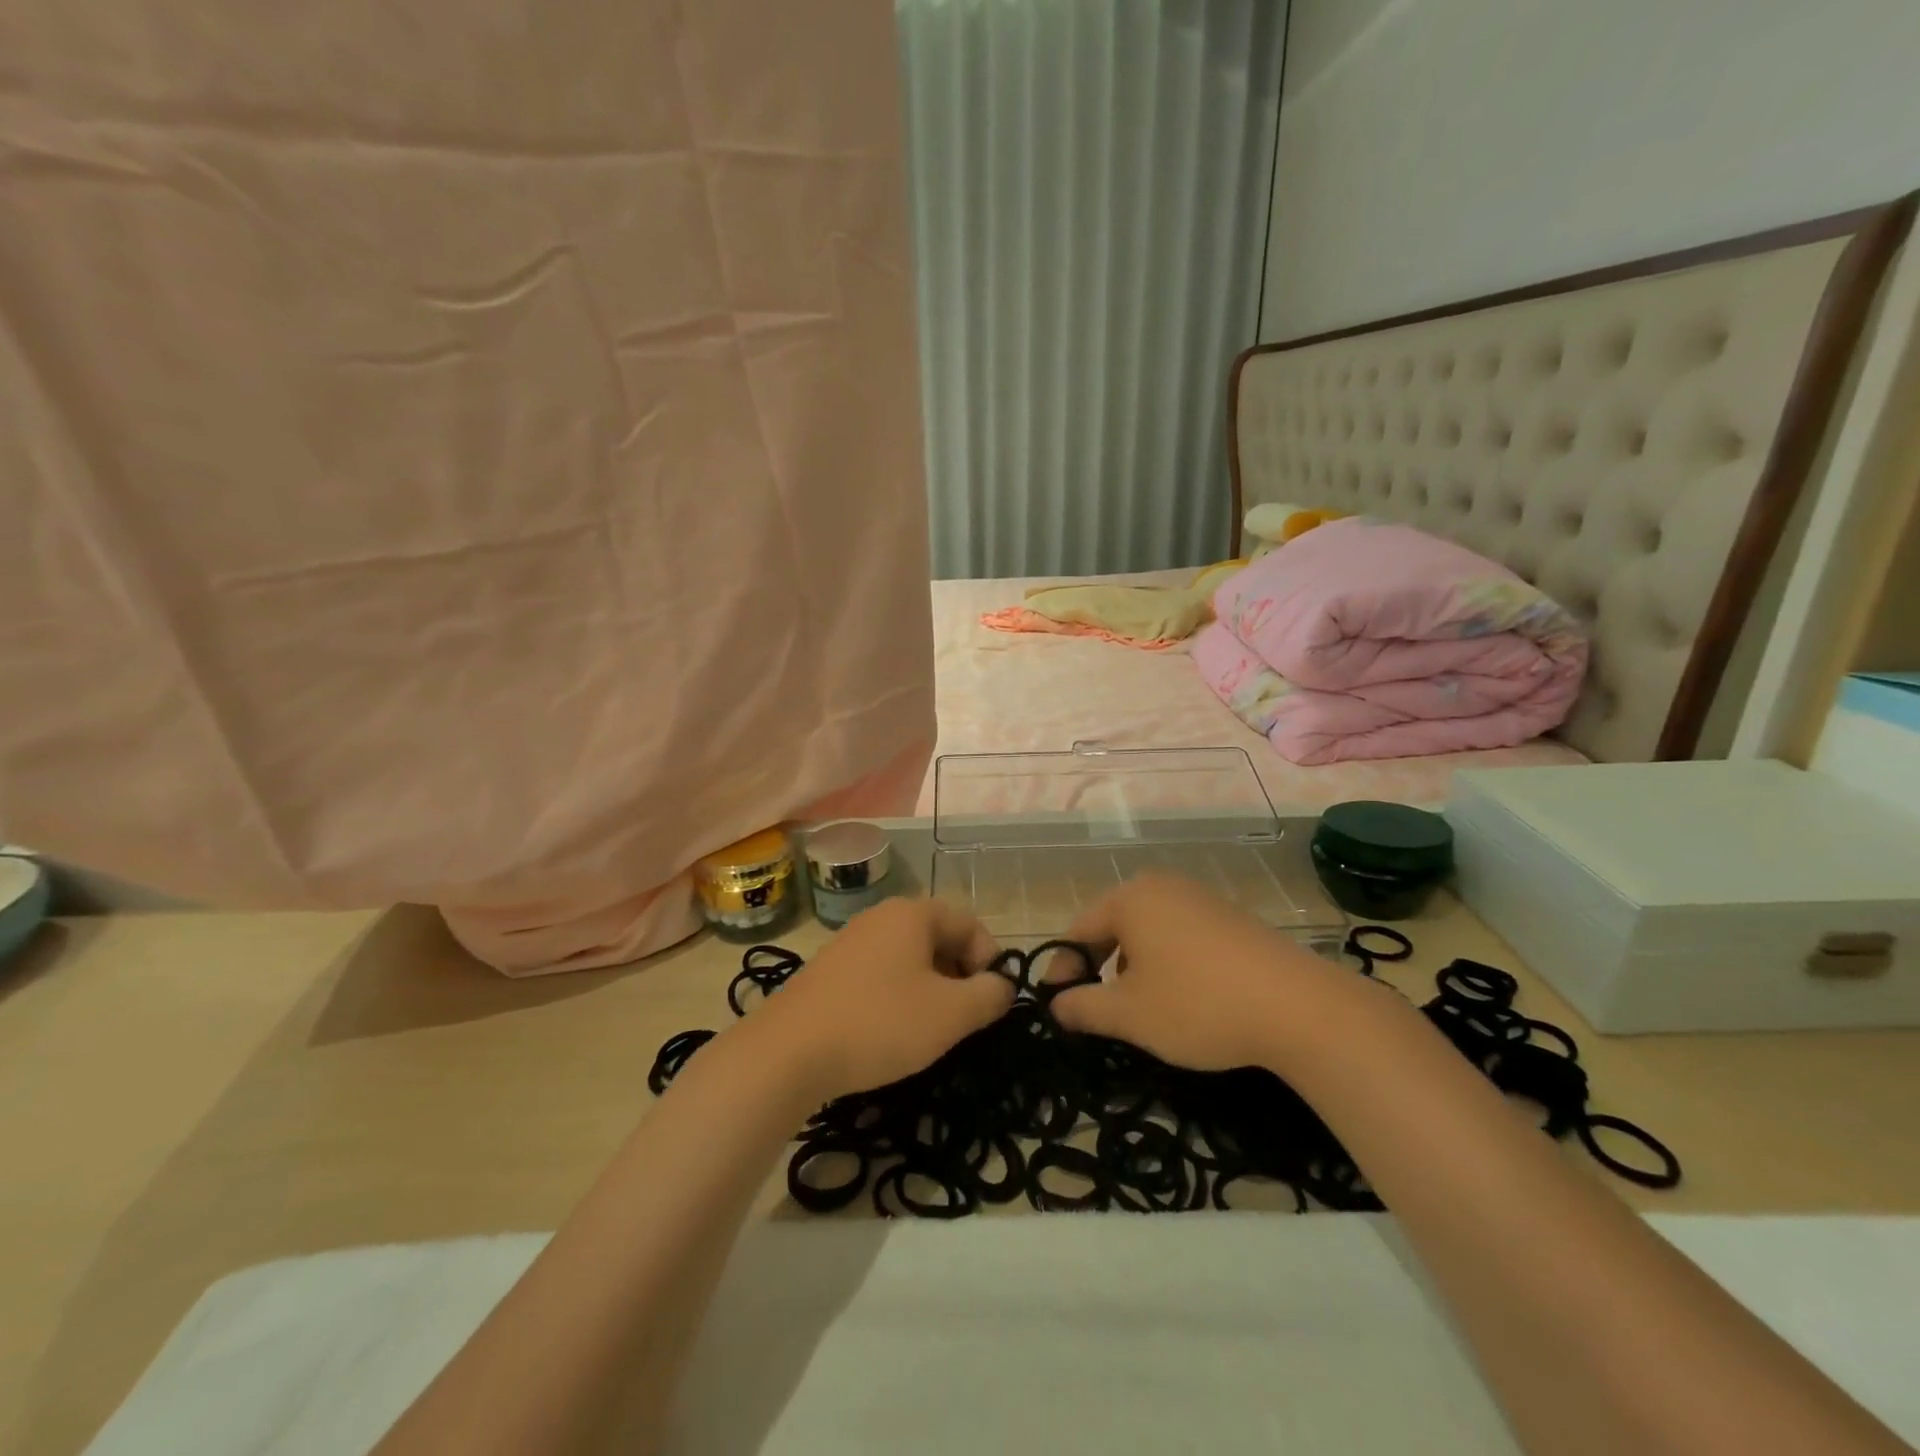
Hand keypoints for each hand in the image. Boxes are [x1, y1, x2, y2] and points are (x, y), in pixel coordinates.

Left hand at [753, 898, 1012, 1100]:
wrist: (787, 1052)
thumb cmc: (880, 1023)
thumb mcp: (950, 1014)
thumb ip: (989, 996)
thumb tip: (1002, 986)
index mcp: (913, 913)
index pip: (970, 924)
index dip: (990, 961)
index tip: (991, 1003)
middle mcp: (881, 917)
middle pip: (939, 938)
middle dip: (960, 976)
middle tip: (964, 1019)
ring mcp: (851, 942)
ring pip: (909, 958)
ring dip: (930, 989)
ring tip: (930, 1030)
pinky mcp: (830, 971)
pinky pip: (880, 974)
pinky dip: (898, 996)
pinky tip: (891, 1031)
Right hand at [1047, 873, 1335, 1070]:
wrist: (1299, 1007)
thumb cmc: (1198, 1004)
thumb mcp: (1129, 1014)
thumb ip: (1082, 1007)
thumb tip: (1055, 1004)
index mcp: (1129, 898)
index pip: (1078, 930)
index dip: (1062, 970)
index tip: (1058, 1008)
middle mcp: (1162, 886)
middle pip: (1112, 927)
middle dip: (1098, 969)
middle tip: (1095, 1011)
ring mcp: (1200, 899)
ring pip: (1146, 933)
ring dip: (1132, 969)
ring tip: (1140, 1009)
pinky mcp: (1230, 918)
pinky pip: (1180, 936)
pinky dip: (1167, 964)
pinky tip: (1184, 998)